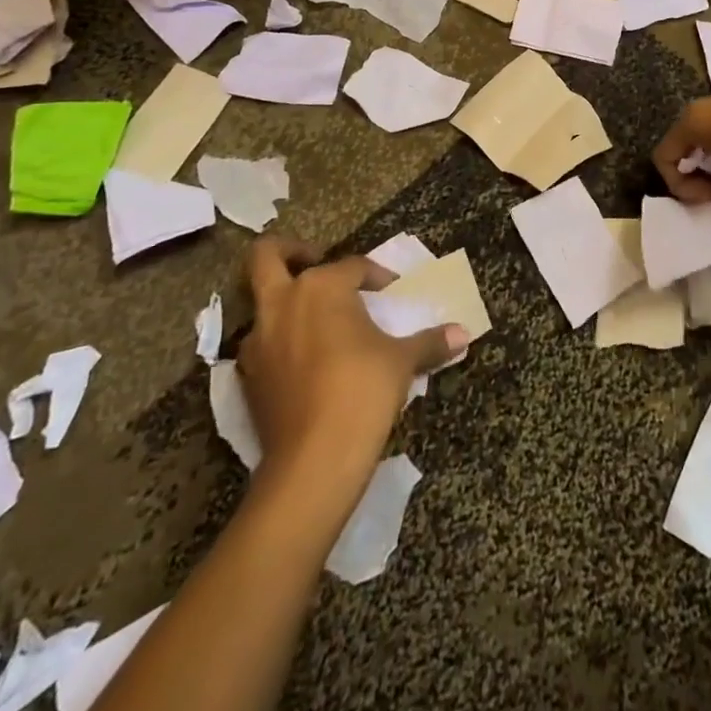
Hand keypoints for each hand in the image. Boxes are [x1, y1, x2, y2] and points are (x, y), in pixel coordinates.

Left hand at [236, 236, 467, 480]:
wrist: (314, 460)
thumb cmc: (363, 390)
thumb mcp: (402, 361)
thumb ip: (429, 342)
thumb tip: (463, 334)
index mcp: (322, 287)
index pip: (352, 266)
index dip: (375, 275)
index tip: (391, 290)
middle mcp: (283, 303)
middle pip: (266, 257)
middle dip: (289, 251)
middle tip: (315, 261)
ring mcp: (258, 340)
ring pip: (258, 303)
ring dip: (282, 302)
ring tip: (315, 318)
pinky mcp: (247, 377)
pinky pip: (259, 344)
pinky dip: (278, 342)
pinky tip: (303, 360)